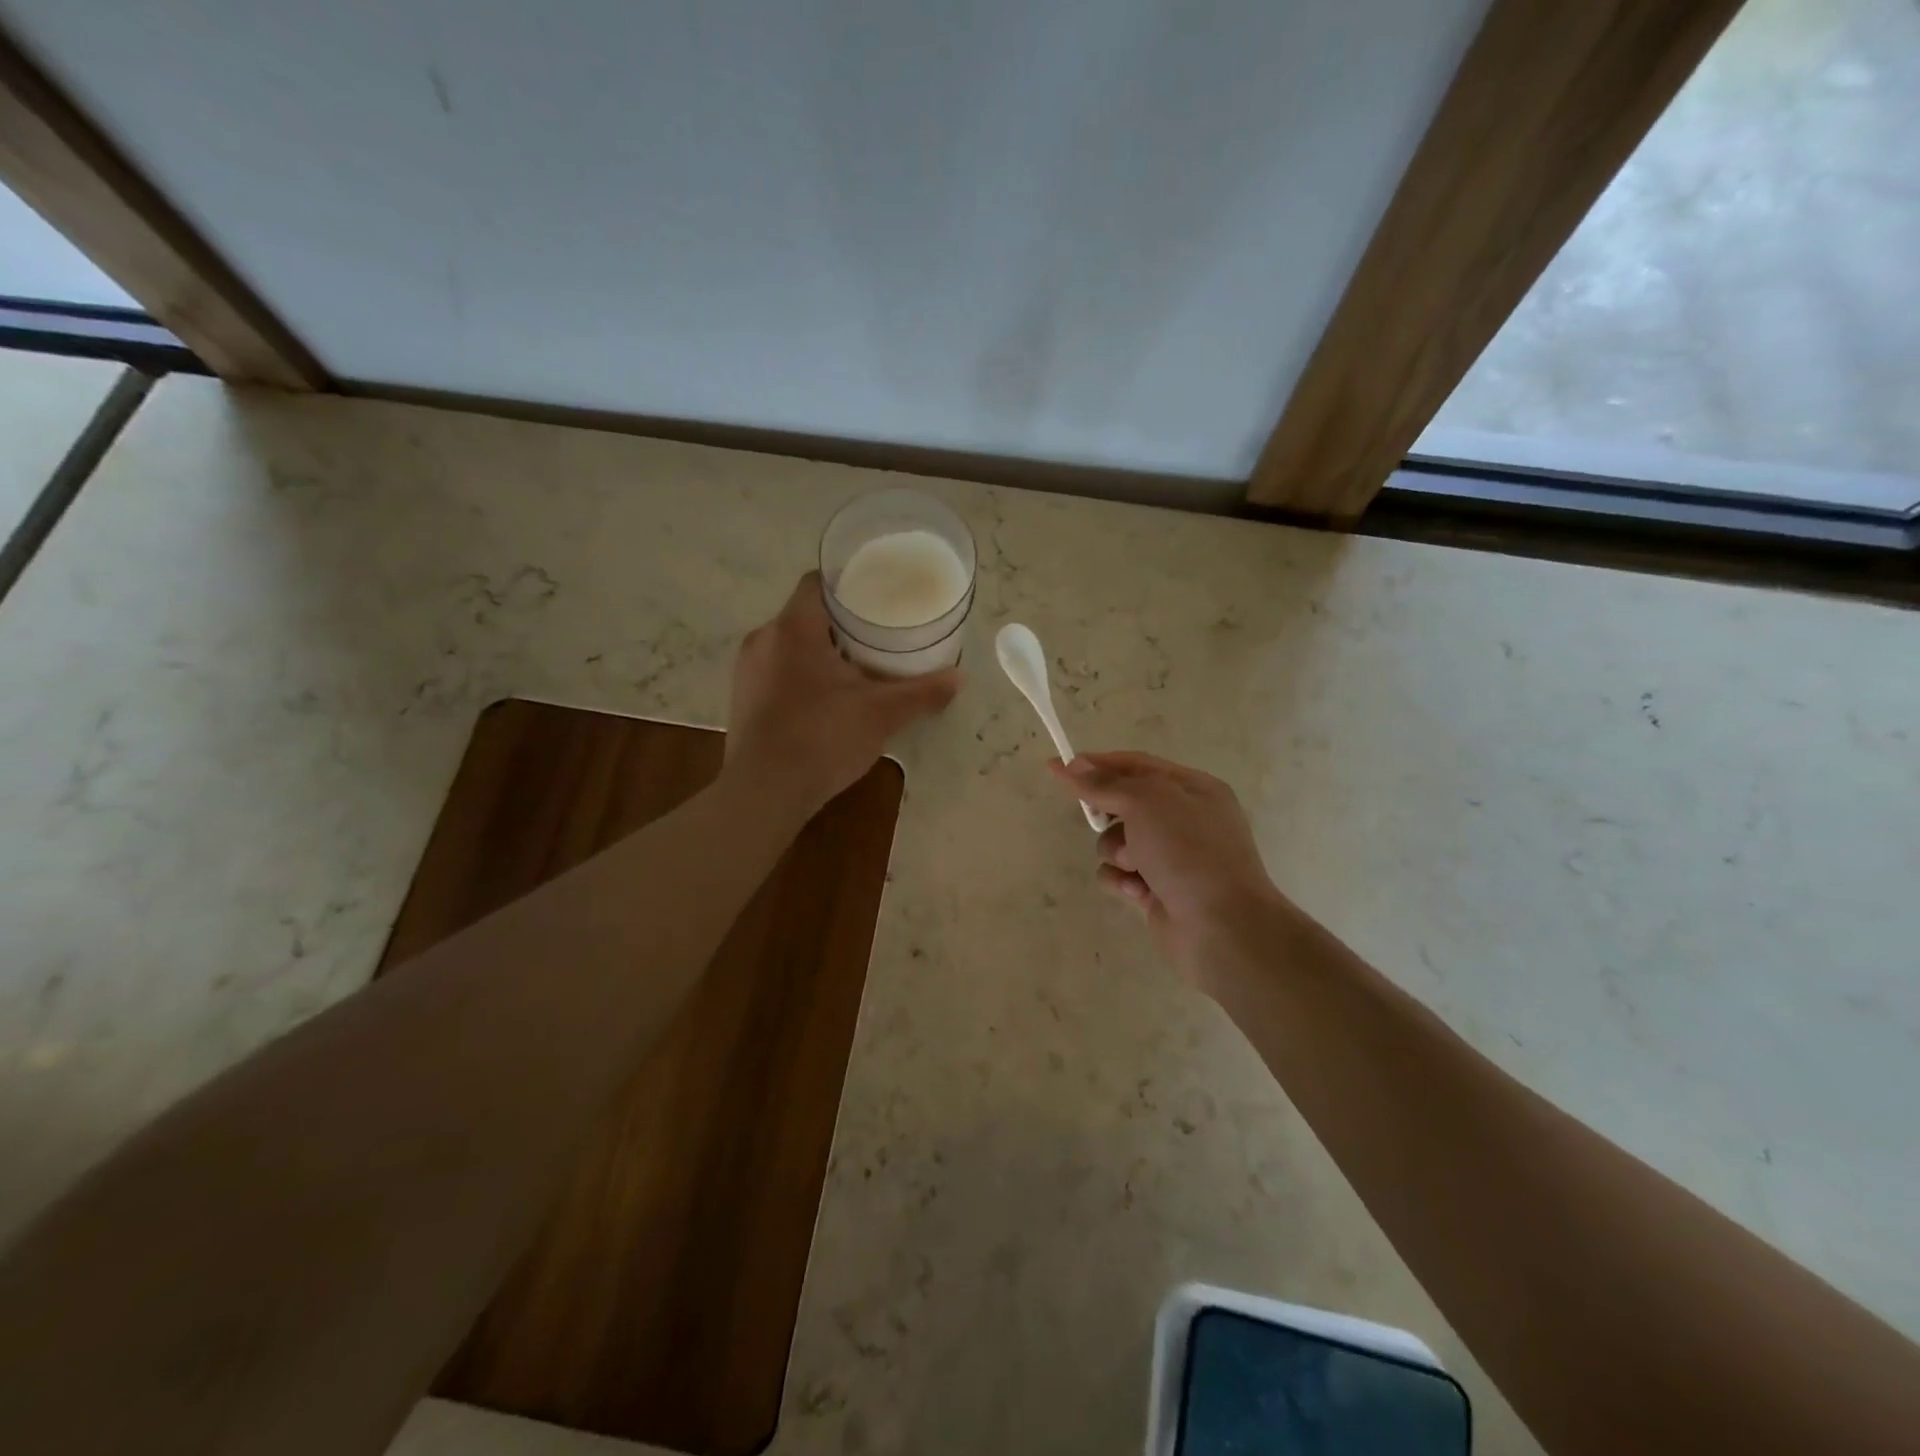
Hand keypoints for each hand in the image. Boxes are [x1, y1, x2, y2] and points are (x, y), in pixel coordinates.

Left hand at [727, 573, 961, 817]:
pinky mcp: (742, 699)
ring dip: (820, 651)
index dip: (848, 582)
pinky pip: (777, 671)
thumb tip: (960, 677)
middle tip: (878, 634)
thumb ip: (922, 692)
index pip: (817, 582)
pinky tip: (827, 699)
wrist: (764, 793)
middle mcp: (763, 639)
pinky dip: (802, 674)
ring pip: (790, 644)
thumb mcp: (882, 714)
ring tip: (857, 667)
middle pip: (806, 614)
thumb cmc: (822, 739)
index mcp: (793, 628)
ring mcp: (747, 671)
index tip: (877, 595)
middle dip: (841, 622)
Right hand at [1050, 752, 1290, 992]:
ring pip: (1117, 841)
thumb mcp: (1147, 802)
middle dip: (1109, 813)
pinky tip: (1136, 891)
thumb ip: (1106, 784)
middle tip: (1095, 818)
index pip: (1138, 765)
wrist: (1222, 927)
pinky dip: (1120, 880)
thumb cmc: (1189, 851)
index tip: (1061, 767)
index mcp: (1193, 789)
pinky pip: (1120, 875)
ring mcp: (1171, 857)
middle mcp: (1184, 820)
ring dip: (1116, 851)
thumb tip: (1072, 765)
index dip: (1099, 764)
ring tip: (1134, 865)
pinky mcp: (1156, 891)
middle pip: (1125, 803)